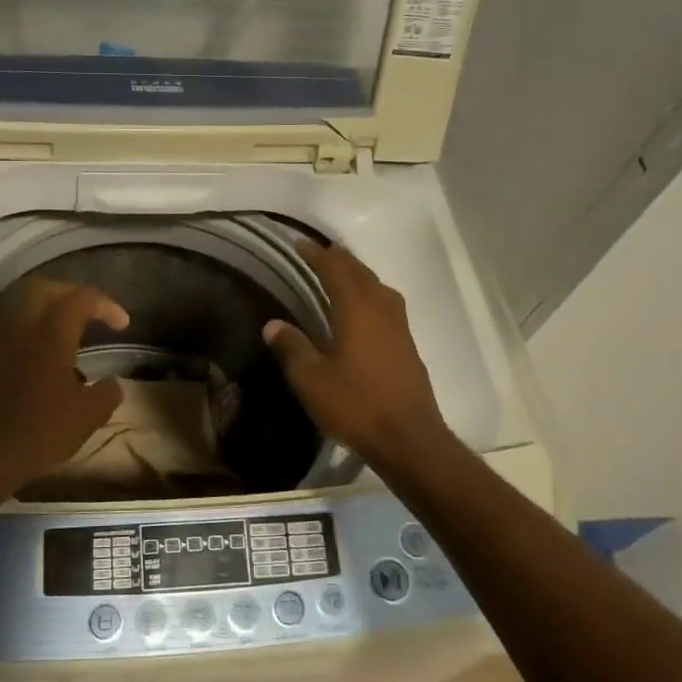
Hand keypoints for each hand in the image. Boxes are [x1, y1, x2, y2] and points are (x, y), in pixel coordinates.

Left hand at [0, 279, 128, 492]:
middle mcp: (21, 329)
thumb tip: (113, 383)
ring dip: (38, 310)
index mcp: (52, 334)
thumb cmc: (41, 431)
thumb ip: (107, 393)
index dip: (105, 305)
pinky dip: (16, 339)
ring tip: (56, 330)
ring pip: (15, 307)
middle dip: (68, 293)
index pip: (81, 299)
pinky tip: (25, 359)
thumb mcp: (88, 416)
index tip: (121, 325)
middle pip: (42, 289)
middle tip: (87, 310)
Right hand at [263, 242, 451, 466]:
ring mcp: (399, 325)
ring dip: (356, 274)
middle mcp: (381, 308)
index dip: (316, 254)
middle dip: (337, 258)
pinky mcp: (407, 343)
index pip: (334, 269)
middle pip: (359, 271)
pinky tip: (362, 309)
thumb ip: (291, 347)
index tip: (299, 244)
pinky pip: (385, 302)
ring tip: (339, 274)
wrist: (408, 437)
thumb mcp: (311, 379)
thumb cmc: (355, 404)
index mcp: (356, 308)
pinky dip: (369, 293)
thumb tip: (272, 325)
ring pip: (376, 285)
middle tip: (317, 253)